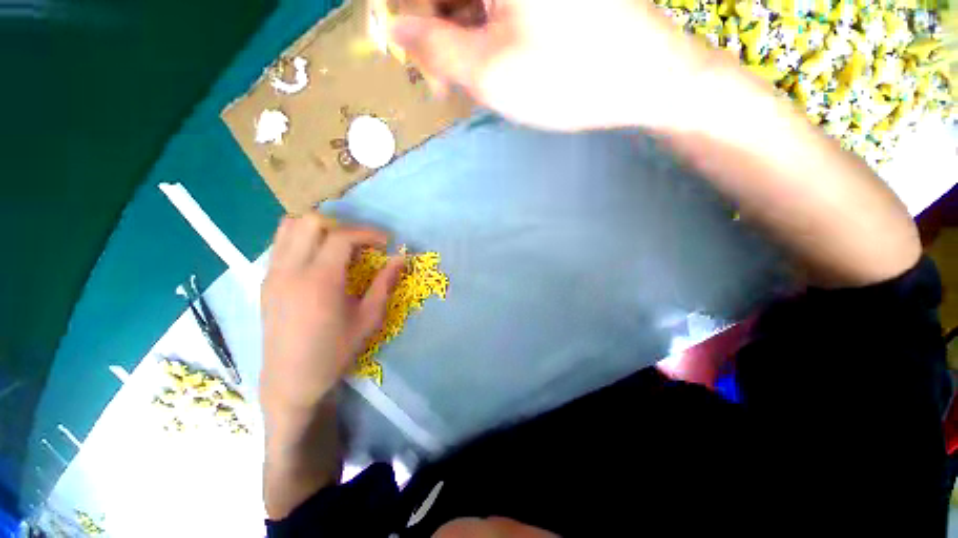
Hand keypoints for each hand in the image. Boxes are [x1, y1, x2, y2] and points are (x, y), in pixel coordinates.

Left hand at [259, 214, 402, 422]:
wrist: (290, 380)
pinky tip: (319, 260)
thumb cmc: (334, 352)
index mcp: (320, 281)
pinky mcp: (266, 280)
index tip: (385, 242)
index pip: (341, 236)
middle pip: (311, 221)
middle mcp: (291, 270)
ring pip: (289, 226)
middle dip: (342, 226)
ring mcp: (273, 273)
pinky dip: (303, 239)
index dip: (368, 233)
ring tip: (339, 246)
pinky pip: (281, 243)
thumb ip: (385, 284)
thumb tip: (400, 259)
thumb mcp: (368, 319)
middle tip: (361, 244)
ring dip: (319, 228)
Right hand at [390, 0, 713, 131]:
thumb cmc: (567, 79)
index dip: (404, 13)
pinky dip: (484, 30)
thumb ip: (435, 48)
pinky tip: (492, 61)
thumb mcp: (490, 72)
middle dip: (435, 29)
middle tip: (443, 80)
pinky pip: (497, 4)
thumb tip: (398, 29)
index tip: (405, 53)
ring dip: (460, 34)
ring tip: (471, 78)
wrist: (644, 79)